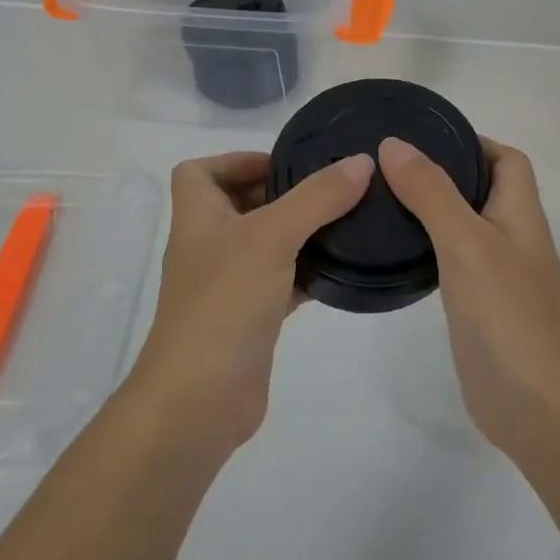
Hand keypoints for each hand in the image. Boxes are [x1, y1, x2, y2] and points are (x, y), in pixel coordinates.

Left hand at [128, 150, 373, 451]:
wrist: (200, 400)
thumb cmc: (225, 302)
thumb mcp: (272, 237)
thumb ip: (317, 197)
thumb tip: (361, 161)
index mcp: (198, 216)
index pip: (201, 171)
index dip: (237, 159)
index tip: (285, 164)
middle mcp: (208, 245)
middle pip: (238, 203)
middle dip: (280, 193)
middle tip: (329, 189)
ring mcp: (228, 284)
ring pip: (264, 244)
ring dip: (298, 231)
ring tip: (345, 221)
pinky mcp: (249, 318)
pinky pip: (280, 281)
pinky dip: (305, 272)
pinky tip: (340, 270)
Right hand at [378, 136, 559, 459]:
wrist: (534, 406)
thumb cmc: (506, 315)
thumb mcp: (466, 243)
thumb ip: (431, 193)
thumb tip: (394, 144)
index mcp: (521, 214)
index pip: (507, 160)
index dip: (474, 142)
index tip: (424, 139)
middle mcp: (514, 238)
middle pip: (483, 189)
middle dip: (442, 173)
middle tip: (389, 168)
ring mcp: (498, 275)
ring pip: (465, 226)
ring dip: (432, 210)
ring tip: (383, 201)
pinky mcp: (480, 306)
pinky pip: (453, 261)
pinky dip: (429, 247)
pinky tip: (397, 252)